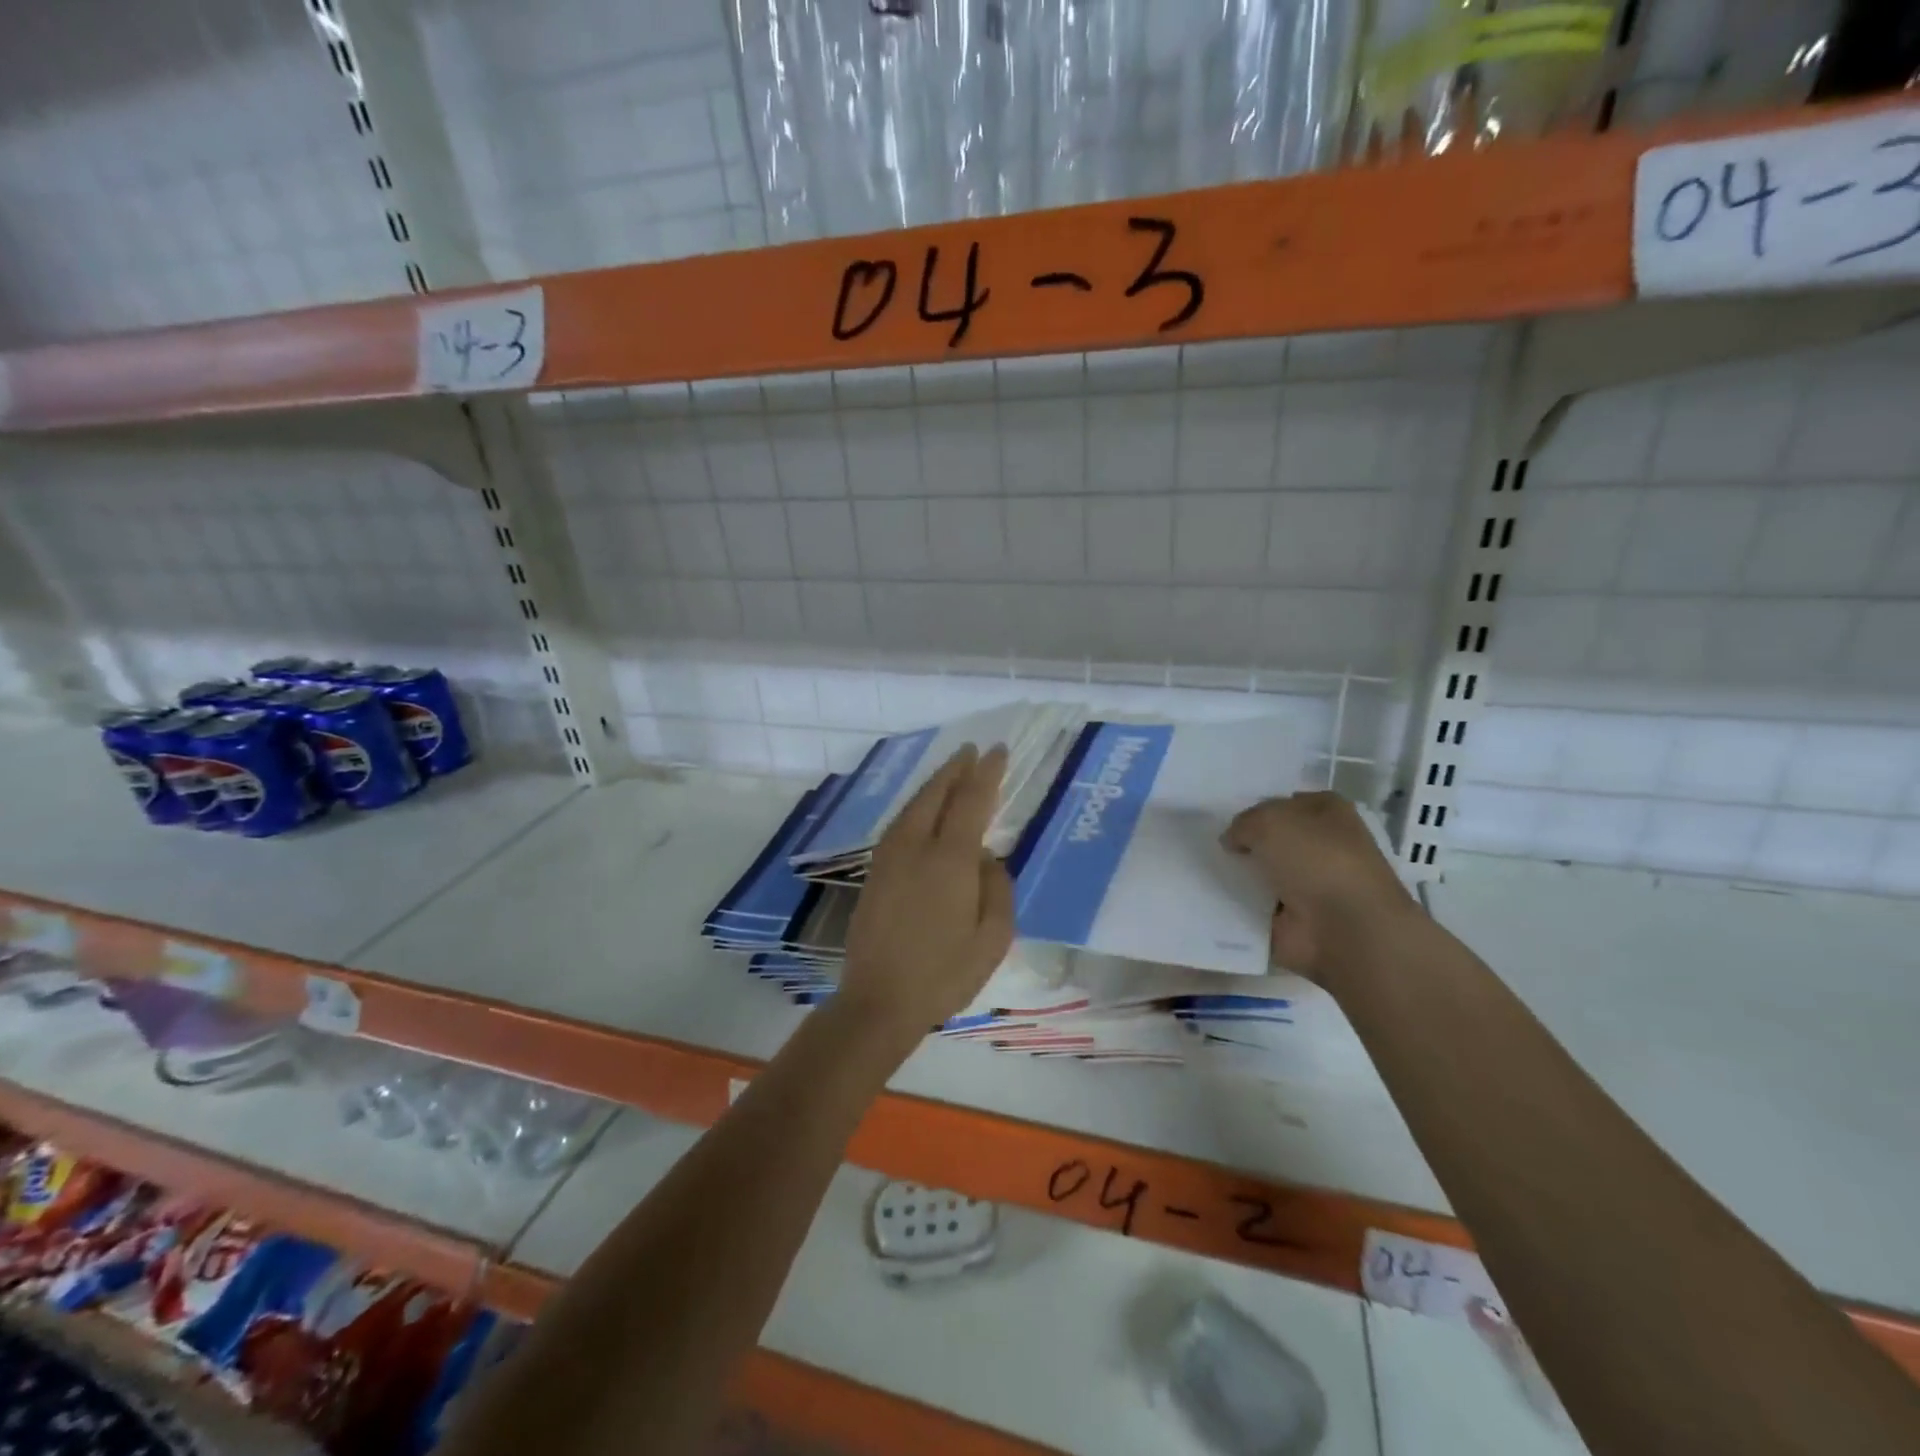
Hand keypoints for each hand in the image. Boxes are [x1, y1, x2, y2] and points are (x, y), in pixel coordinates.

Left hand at [840, 744, 1014, 1044]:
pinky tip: (923, 812)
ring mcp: (889, 858)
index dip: (986, 773)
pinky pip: (900, 824)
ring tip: (951, 773)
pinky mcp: (874, 873)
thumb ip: (997, 889)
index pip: (971, 800)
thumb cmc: (944, 974)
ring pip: (913, 806)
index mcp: (949, 859)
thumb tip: (987, 859)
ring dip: (934, 785)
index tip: (997, 751)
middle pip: (936, 794)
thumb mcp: (993, 938)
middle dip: (955, 769)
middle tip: (972, 752)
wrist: (878, 1002)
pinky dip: (917, 806)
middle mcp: (915, 847)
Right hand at [1222, 791, 1415, 986]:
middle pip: (1274, 839)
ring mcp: (1312, 885)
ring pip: (1265, 872)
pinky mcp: (1298, 919)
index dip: (1258, 809)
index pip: (1287, 803)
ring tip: (1207, 871)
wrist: (1345, 928)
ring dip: (1241, 875)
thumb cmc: (1315, 859)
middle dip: (1247, 843)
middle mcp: (1324, 846)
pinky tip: (1215, 900)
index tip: (1227, 819)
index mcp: (1329, 813)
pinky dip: (1240, 907)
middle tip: (1211, 845)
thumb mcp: (1268, 821)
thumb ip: (1242, 824)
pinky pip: (1258, 907)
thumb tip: (1233, 840)